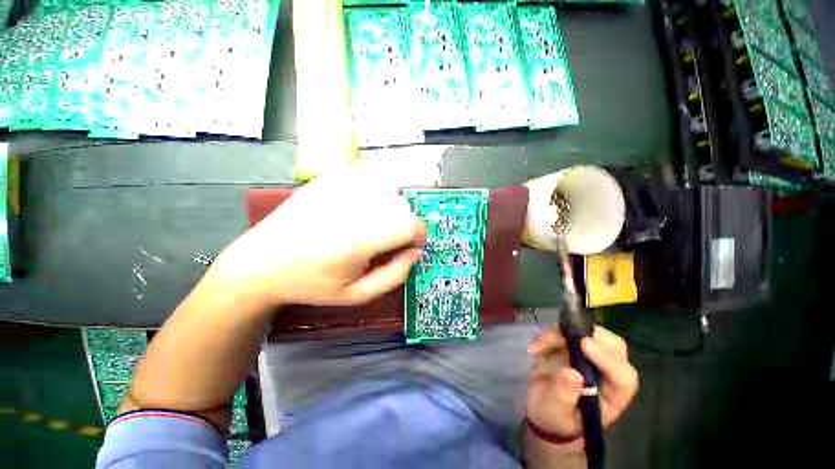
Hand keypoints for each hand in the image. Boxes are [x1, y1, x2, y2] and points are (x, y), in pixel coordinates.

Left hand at [212, 168, 425, 306]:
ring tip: (371, 224)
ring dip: (390, 208)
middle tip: (384, 242)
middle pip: (403, 207)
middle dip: (403, 226)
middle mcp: (355, 203)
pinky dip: (377, 191)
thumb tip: (416, 251)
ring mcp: (343, 183)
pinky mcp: (333, 175)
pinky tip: (361, 206)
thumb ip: (396, 274)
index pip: (412, 225)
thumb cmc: (312, 283)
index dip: (417, 238)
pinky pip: (372, 177)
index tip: (407, 249)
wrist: (263, 260)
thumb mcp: (358, 294)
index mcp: (361, 237)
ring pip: (391, 190)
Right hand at [526, 325, 637, 437]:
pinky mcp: (575, 347)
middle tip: (560, 334)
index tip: (584, 344)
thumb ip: (564, 395)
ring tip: (538, 347)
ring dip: (561, 334)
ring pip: (589, 333)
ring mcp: (592, 357)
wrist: (542, 409)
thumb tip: (571, 373)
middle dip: (587, 335)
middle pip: (613, 347)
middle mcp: (608, 374)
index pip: (623, 377)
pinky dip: (551, 335)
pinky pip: (568, 332)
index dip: (608, 359)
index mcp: (613, 397)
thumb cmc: (555, 417)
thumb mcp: (555, 411)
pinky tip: (535, 349)